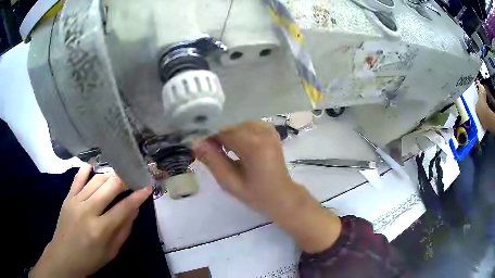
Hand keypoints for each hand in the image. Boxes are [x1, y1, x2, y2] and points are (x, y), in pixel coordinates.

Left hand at [31, 165, 151, 276]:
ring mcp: (75, 201)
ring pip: (96, 180)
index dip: (138, 195)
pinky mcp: (67, 197)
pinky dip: (86, 170)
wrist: (64, 257)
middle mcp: (88, 211)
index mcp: (101, 229)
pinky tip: (93, 166)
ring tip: (118, 176)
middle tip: (133, 177)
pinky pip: (78, 178)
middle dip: (125, 179)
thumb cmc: (91, 259)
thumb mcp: (112, 251)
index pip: (124, 207)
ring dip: (110, 176)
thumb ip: (124, 230)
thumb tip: (134, 209)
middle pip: (110, 187)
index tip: (148, 186)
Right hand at [194, 121, 294, 212]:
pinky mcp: (270, 131)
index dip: (209, 139)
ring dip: (229, 136)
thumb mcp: (230, 182)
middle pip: (230, 127)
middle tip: (213, 155)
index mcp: (254, 145)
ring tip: (228, 153)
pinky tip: (239, 147)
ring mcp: (268, 129)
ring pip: (238, 125)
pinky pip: (248, 125)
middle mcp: (262, 132)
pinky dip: (240, 133)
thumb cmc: (256, 194)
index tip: (201, 149)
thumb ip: (212, 160)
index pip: (223, 132)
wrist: (281, 195)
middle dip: (219, 138)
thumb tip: (195, 142)